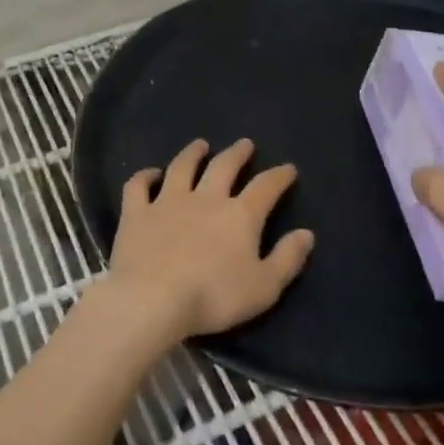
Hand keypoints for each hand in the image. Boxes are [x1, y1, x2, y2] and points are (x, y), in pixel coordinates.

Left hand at [103, 138, 314, 344]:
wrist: (152, 300)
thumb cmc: (213, 297)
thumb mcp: (264, 287)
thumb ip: (287, 259)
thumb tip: (306, 233)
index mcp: (240, 215)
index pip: (266, 186)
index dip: (279, 176)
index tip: (288, 169)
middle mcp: (206, 198)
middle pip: (224, 166)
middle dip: (237, 154)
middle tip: (245, 144)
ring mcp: (168, 202)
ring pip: (182, 167)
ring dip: (193, 153)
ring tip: (200, 145)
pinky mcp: (137, 213)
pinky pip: (139, 186)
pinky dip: (144, 176)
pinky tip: (150, 174)